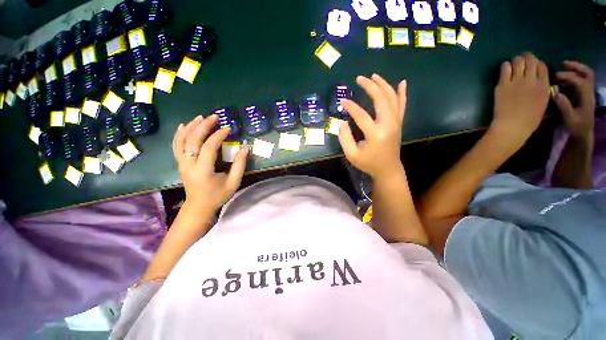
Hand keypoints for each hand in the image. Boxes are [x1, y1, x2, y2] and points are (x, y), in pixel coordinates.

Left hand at [172, 115, 248, 210]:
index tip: (227, 129)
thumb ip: (239, 165)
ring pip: (181, 141)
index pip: (208, 148)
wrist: (199, 206)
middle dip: (203, 126)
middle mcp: (189, 165)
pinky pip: (176, 146)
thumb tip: (245, 148)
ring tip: (201, 117)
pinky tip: (183, 125)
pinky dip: (179, 134)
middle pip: (192, 141)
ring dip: (190, 127)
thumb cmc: (218, 195)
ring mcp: (182, 163)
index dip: (218, 136)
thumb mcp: (233, 182)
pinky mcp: (180, 163)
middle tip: (214, 117)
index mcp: (203, 171)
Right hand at [338, 74, 405, 178]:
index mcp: (375, 134)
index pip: (361, 115)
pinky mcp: (399, 123)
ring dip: (384, 85)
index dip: (350, 106)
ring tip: (374, 76)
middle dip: (370, 86)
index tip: (342, 101)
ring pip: (392, 98)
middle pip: (381, 99)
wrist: (388, 169)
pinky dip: (402, 93)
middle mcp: (388, 124)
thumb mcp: (352, 154)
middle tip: (359, 78)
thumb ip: (345, 137)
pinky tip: (402, 82)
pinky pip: (402, 105)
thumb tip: (341, 121)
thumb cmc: (368, 163)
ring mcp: (396, 122)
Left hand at [490, 53, 550, 148]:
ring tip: (514, 64)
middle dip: (527, 58)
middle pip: (530, 60)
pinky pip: (505, 68)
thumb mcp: (543, 103)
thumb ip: (542, 90)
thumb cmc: (529, 120)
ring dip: (516, 61)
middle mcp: (531, 80)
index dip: (537, 63)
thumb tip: (539, 81)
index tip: (533, 65)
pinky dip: (505, 66)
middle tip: (522, 60)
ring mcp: (517, 81)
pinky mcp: (503, 84)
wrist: (512, 126)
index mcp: (544, 86)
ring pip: (518, 61)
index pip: (542, 66)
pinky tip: (505, 69)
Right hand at [554, 60, 595, 137]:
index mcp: (587, 98)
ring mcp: (587, 92)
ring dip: (575, 68)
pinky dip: (574, 74)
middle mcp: (589, 92)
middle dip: (577, 67)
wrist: (584, 132)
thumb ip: (564, 107)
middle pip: (587, 74)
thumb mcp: (570, 119)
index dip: (569, 77)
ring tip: (563, 66)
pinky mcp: (583, 93)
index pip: (580, 82)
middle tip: (563, 64)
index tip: (556, 76)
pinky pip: (581, 79)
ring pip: (585, 75)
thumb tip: (556, 93)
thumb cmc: (576, 126)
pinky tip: (564, 76)